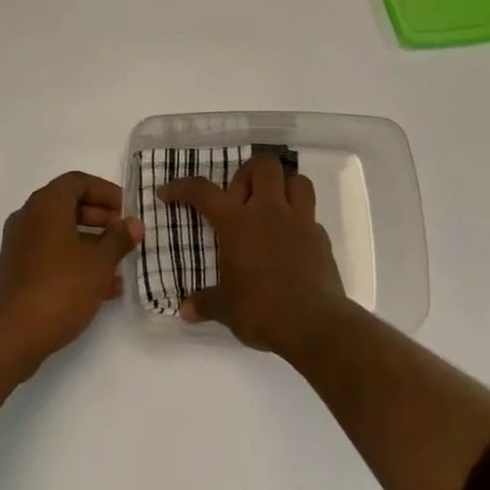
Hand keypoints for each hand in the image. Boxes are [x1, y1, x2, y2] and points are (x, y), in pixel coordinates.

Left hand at [0, 171, 141, 378]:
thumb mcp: (99, 263)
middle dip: (100, 218)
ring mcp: (20, 245)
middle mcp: (29, 217)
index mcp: (46, 205)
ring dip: (91, 243)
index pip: (78, 181)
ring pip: (61, 233)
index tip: (126, 209)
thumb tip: (134, 224)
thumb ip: (119, 239)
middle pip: (69, 205)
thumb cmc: (60, 288)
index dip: (105, 191)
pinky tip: (102, 287)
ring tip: (119, 264)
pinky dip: (75, 261)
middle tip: (124, 234)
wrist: (12, 336)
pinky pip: (52, 255)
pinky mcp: (17, 271)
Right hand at [158, 154, 349, 358]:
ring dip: (283, 187)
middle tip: (240, 199)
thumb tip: (185, 310)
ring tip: (272, 208)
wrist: (314, 324)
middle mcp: (269, 211)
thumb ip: (205, 303)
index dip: (182, 187)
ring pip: (296, 180)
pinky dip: (300, 222)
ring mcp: (299, 221)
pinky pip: (311, 216)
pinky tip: (291, 242)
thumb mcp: (226, 309)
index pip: (203, 191)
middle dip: (250, 173)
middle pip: (263, 165)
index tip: (167, 193)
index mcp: (237, 223)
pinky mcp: (321, 238)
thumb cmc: (262, 309)